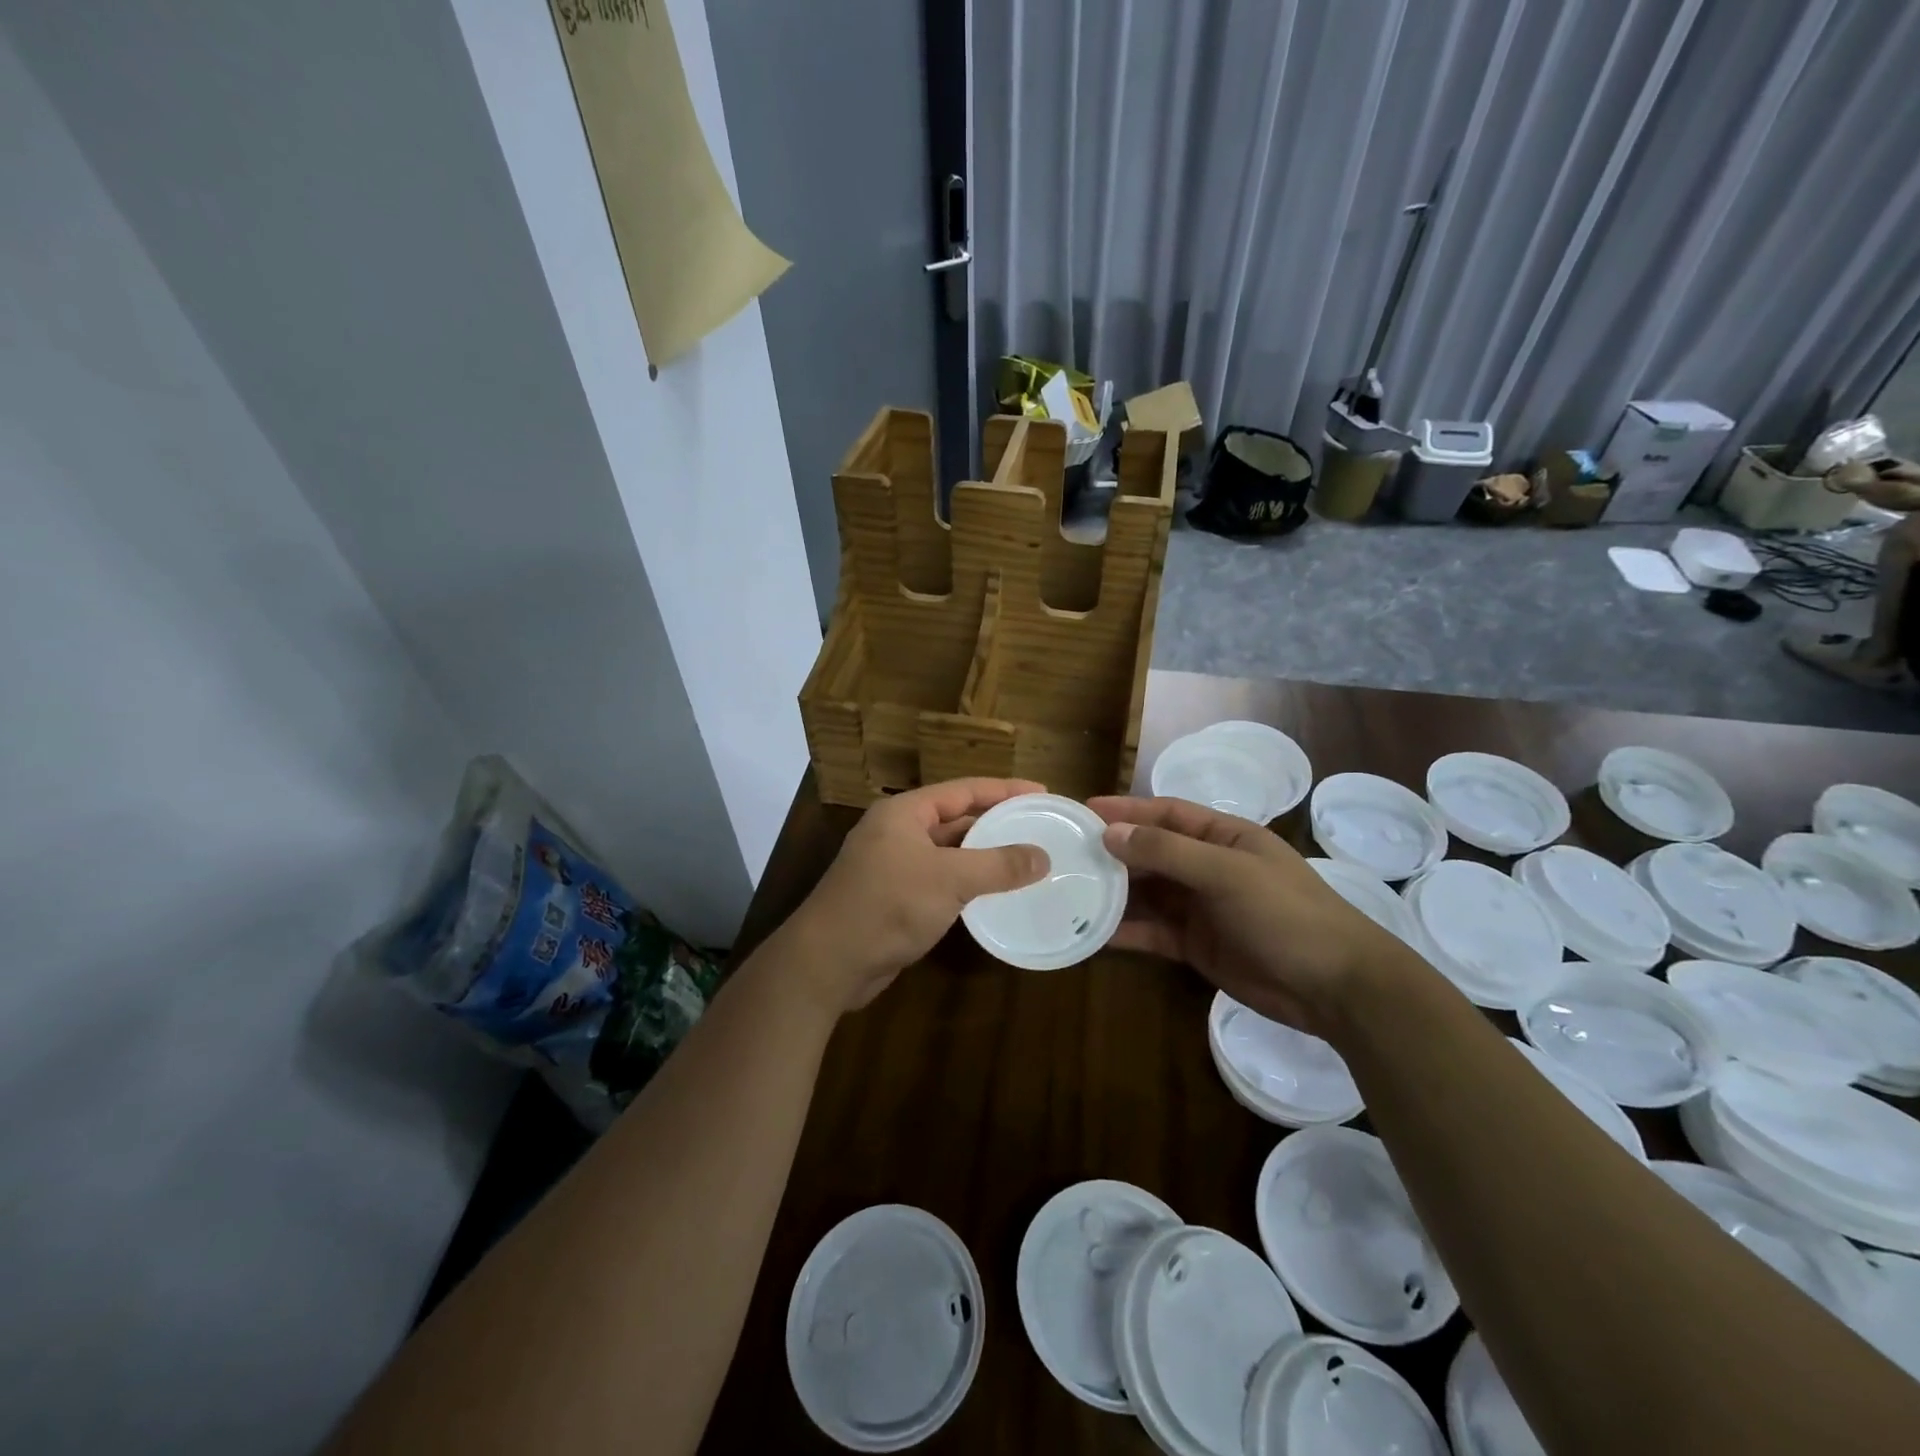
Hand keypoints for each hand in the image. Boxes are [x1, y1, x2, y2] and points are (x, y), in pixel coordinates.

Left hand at [775, 778, 1051, 1015]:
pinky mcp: (895, 899)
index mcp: (904, 813)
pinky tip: (994, 893)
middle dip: (996, 823)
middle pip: (956, 819)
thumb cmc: (888, 905)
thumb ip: (998, 865)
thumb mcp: (949, 879)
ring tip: (1027, 859)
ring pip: (949, 853)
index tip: (1041, 793)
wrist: (829, 963)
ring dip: (984, 855)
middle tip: (1040, 827)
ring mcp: (894, 866)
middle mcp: (897, 832)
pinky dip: (967, 883)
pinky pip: (940, 881)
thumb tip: (1043, 857)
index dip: (1004, 789)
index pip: (963, 790)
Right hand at [1088, 795, 1416, 1038]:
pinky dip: (1126, 931)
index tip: (1084, 810)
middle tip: (1065, 853)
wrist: (1335, 988)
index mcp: (1223, 837)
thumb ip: (1168, 852)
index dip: (1126, 810)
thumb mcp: (1227, 873)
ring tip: (1070, 890)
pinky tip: (1094, 932)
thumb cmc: (1286, 914)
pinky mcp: (1196, 946)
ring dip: (1114, 892)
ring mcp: (1201, 908)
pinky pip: (1153, 931)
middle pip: (1151, 853)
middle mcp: (1208, 867)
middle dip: (1113, 852)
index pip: (1166, 813)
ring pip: (1148, 893)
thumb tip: (1111, 834)